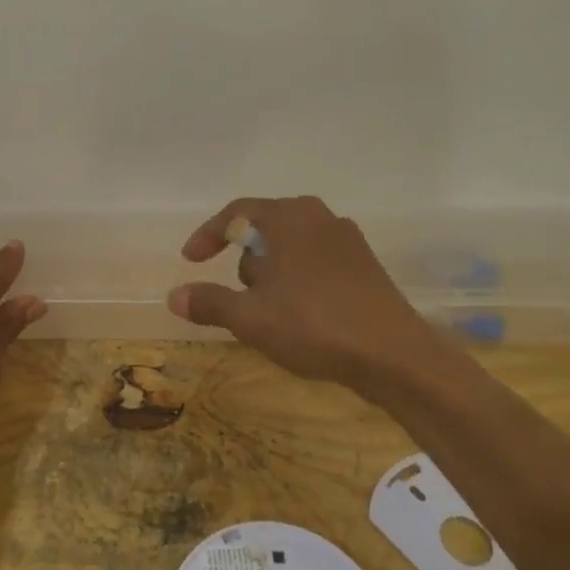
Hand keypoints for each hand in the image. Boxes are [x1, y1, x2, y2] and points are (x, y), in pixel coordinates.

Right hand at [166, 196, 440, 398]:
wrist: (395, 356)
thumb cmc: (314, 324)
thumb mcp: (250, 317)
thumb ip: (210, 302)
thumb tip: (174, 296)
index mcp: (290, 216)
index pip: (236, 213)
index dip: (208, 236)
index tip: (190, 260)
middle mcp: (320, 217)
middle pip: (265, 230)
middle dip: (245, 263)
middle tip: (238, 298)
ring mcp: (348, 240)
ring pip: (291, 249)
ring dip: (272, 276)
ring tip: (270, 315)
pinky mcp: (366, 266)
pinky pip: (316, 264)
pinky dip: (297, 283)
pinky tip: (301, 318)